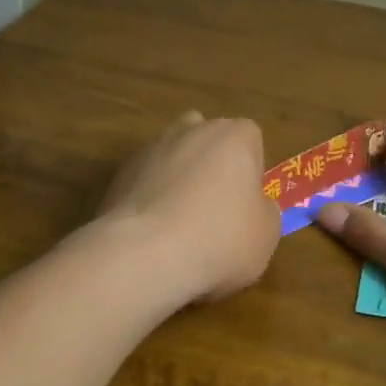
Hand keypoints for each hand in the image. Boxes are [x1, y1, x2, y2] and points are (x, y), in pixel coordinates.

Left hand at [100, 110, 279, 303]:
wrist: (144, 255)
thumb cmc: (221, 239)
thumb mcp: (267, 235)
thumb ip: (265, 212)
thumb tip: (255, 207)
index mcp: (234, 136)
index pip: (251, 140)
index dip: (251, 171)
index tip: (247, 204)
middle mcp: (191, 130)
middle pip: (208, 142)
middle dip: (212, 168)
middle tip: (216, 212)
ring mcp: (150, 149)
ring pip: (173, 160)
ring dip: (179, 183)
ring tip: (181, 228)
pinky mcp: (118, 175)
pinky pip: (146, 183)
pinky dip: (152, 201)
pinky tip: (154, 236)